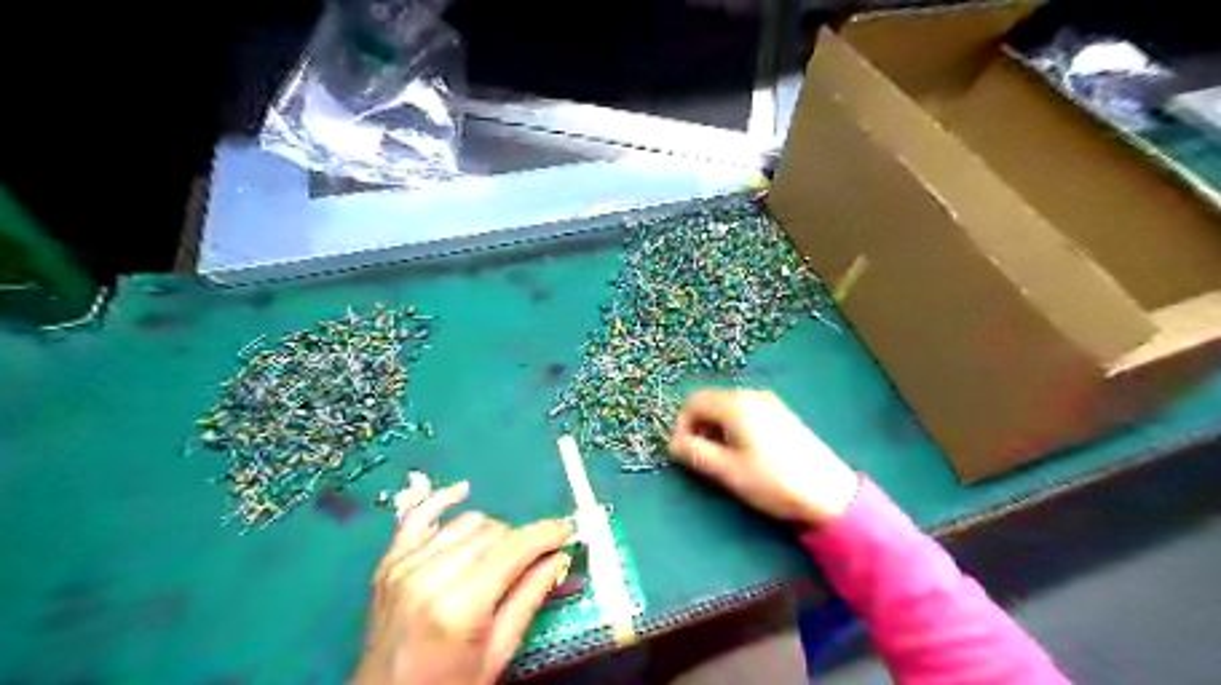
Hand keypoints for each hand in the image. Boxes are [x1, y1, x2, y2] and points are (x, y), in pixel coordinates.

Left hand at [352, 482, 575, 684]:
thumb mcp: (497, 653)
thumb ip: (528, 598)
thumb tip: (558, 557)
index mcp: (459, 606)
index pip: (513, 549)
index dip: (545, 534)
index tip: (567, 530)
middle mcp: (429, 577)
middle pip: (492, 532)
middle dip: (520, 540)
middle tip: (534, 559)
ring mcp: (404, 566)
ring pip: (466, 523)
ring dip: (491, 533)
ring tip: (499, 555)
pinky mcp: (389, 564)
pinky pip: (417, 517)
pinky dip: (441, 501)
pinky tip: (462, 490)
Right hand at [668, 388, 855, 526]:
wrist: (830, 492)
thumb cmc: (773, 480)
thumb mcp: (727, 470)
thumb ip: (695, 453)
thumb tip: (673, 444)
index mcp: (735, 404)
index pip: (693, 402)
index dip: (680, 426)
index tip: (681, 453)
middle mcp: (751, 395)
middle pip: (710, 402)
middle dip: (698, 427)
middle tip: (700, 458)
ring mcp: (769, 402)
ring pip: (727, 408)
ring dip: (715, 428)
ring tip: (721, 459)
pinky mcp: (781, 414)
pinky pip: (746, 412)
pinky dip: (734, 427)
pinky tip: (744, 453)